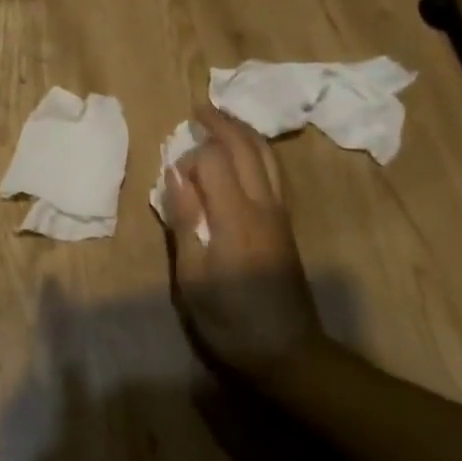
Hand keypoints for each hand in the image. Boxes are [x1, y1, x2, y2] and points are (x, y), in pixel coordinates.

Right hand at [163, 103, 327, 389]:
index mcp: (236, 217)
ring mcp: (280, 213)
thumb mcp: (193, 279)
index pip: (215, 161)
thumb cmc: (231, 320)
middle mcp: (264, 205)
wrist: (288, 352)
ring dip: (245, 133)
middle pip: (247, 148)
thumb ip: (185, 222)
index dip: (191, 158)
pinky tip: (244, 155)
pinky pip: (273, 173)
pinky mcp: (286, 225)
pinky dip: (257, 152)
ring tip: (223, 121)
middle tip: (200, 108)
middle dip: (224, 123)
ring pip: (267, 157)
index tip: (173, 175)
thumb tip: (177, 176)